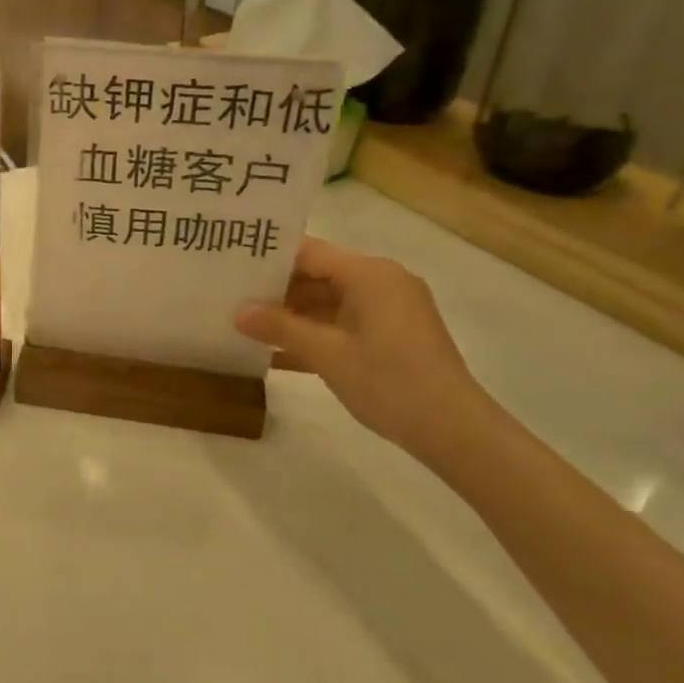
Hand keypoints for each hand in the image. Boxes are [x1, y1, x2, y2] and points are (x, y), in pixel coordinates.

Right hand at [235, 237, 494, 457]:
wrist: (454, 430)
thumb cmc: (389, 381)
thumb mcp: (326, 354)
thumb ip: (280, 327)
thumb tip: (238, 312)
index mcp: (370, 274)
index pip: (309, 252)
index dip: (269, 258)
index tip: (230, 265)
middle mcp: (381, 282)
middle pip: (317, 275)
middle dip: (275, 290)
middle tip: (229, 298)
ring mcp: (388, 310)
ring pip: (327, 302)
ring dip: (291, 316)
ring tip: (244, 325)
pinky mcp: (391, 335)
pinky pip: (342, 324)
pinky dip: (314, 334)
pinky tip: (275, 353)